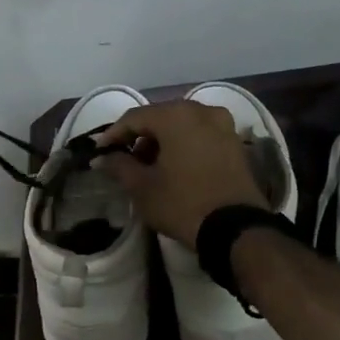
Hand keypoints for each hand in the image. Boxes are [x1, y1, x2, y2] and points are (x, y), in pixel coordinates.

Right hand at [96, 100, 267, 242]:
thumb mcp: (143, 188)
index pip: (134, 118)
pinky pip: (200, 134)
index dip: (114, 134)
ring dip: (162, 140)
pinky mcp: (235, 142)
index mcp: (175, 115)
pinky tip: (175, 166)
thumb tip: (102, 157)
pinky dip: (184, 144)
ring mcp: (223, 124)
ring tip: (149, 166)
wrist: (238, 230)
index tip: (100, 151)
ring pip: (181, 124)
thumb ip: (119, 166)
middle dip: (140, 136)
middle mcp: (201, 110)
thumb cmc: (184, 203)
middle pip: (160, 117)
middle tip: (124, 159)